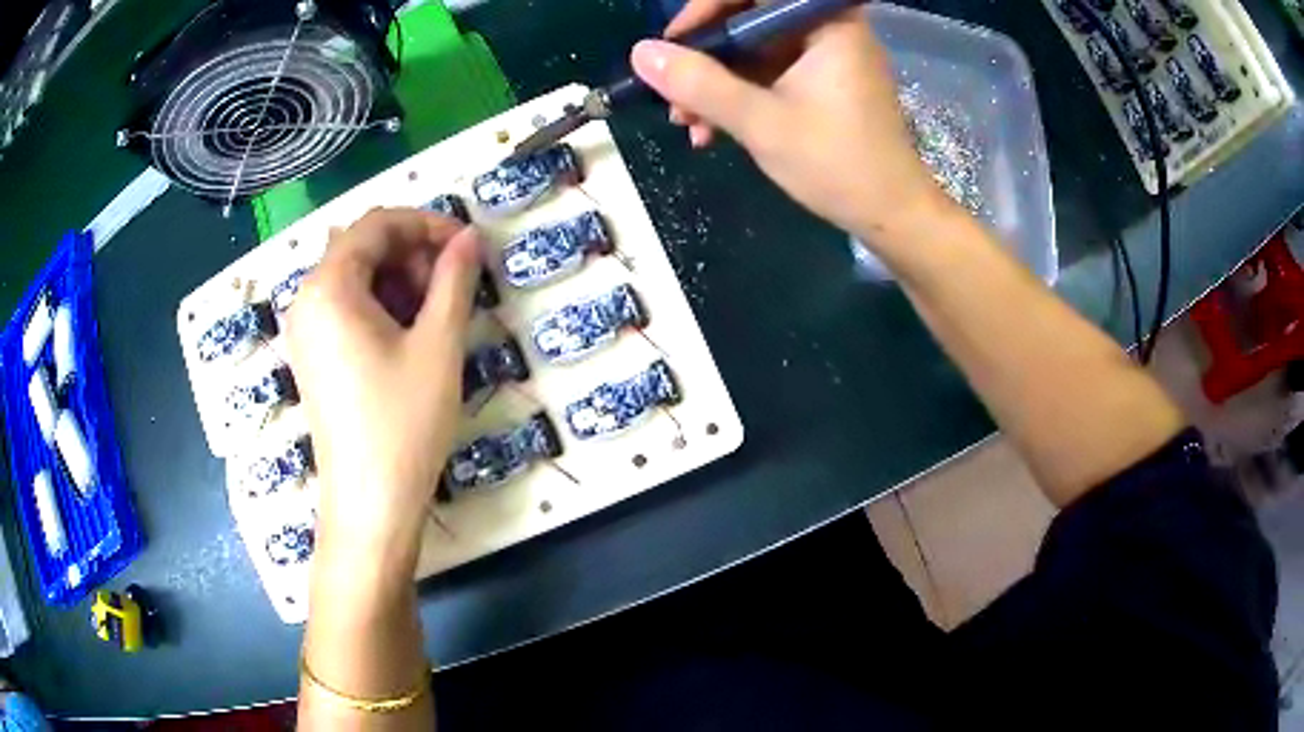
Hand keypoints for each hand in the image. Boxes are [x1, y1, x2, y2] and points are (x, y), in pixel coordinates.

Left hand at [285, 208, 480, 578]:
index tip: (467, 245)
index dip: (427, 224)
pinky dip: (379, 305)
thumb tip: (469, 238)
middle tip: (454, 284)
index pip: (377, 224)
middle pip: (361, 247)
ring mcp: (305, 331)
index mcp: (329, 287)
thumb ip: (454, 279)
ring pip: (354, 277)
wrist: (370, 503)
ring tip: (436, 312)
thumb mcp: (437, 344)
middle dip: (411, 252)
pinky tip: (409, 335)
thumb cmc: (403, 422)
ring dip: (398, 279)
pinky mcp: (312, 357)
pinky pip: (345, 308)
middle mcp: (307, 300)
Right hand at [631, 0, 945, 238]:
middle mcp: (828, 28)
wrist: (893, 216)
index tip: (671, 46)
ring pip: (754, 51)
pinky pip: (770, 73)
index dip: (704, 13)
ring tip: (688, 124)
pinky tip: (712, 129)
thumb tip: (641, 52)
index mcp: (827, 22)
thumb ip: (700, 83)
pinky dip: (739, 96)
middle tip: (672, 96)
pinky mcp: (824, 82)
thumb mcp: (761, 123)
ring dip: (715, 84)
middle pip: (749, 20)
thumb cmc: (838, 164)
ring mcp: (826, 56)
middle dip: (705, 60)